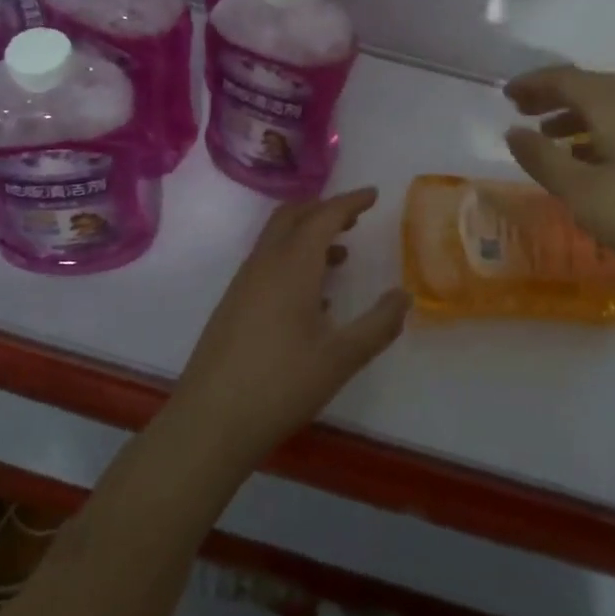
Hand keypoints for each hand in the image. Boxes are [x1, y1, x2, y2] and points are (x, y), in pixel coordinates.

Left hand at [172, 188, 410, 465]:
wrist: (210, 421)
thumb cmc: (281, 384)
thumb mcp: (341, 358)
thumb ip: (378, 324)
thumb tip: (404, 295)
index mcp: (292, 265)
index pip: (323, 216)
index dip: (350, 201)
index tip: (373, 194)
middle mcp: (264, 263)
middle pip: (293, 215)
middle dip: (324, 208)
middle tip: (355, 215)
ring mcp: (244, 283)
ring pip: (277, 238)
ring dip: (307, 233)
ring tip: (340, 252)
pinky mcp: (234, 304)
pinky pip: (267, 262)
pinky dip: (293, 257)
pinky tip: (313, 295)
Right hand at [503, 66, 614, 295]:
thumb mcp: (580, 192)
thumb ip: (542, 159)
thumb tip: (513, 132)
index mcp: (614, 107)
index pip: (566, 79)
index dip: (533, 83)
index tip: (506, 94)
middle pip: (589, 86)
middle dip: (552, 95)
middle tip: (522, 110)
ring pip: (609, 105)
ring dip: (575, 114)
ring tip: (548, 134)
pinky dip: (597, 130)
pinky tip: (588, 157)